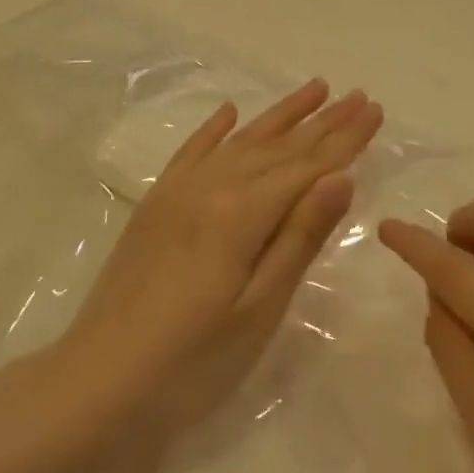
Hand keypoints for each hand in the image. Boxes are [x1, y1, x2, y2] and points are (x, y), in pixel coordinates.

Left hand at [50, 79, 383, 455]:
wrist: (97, 383)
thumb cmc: (192, 362)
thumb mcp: (259, 309)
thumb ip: (300, 237)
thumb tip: (341, 176)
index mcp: (241, 214)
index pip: (307, 167)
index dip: (345, 139)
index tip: (375, 109)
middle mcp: (209, 189)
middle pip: (278, 147)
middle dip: (323, 121)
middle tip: (359, 94)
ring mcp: (176, 194)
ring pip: (239, 142)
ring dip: (279, 116)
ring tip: (313, 89)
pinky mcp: (154, 207)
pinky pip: (190, 153)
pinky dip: (213, 130)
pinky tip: (229, 111)